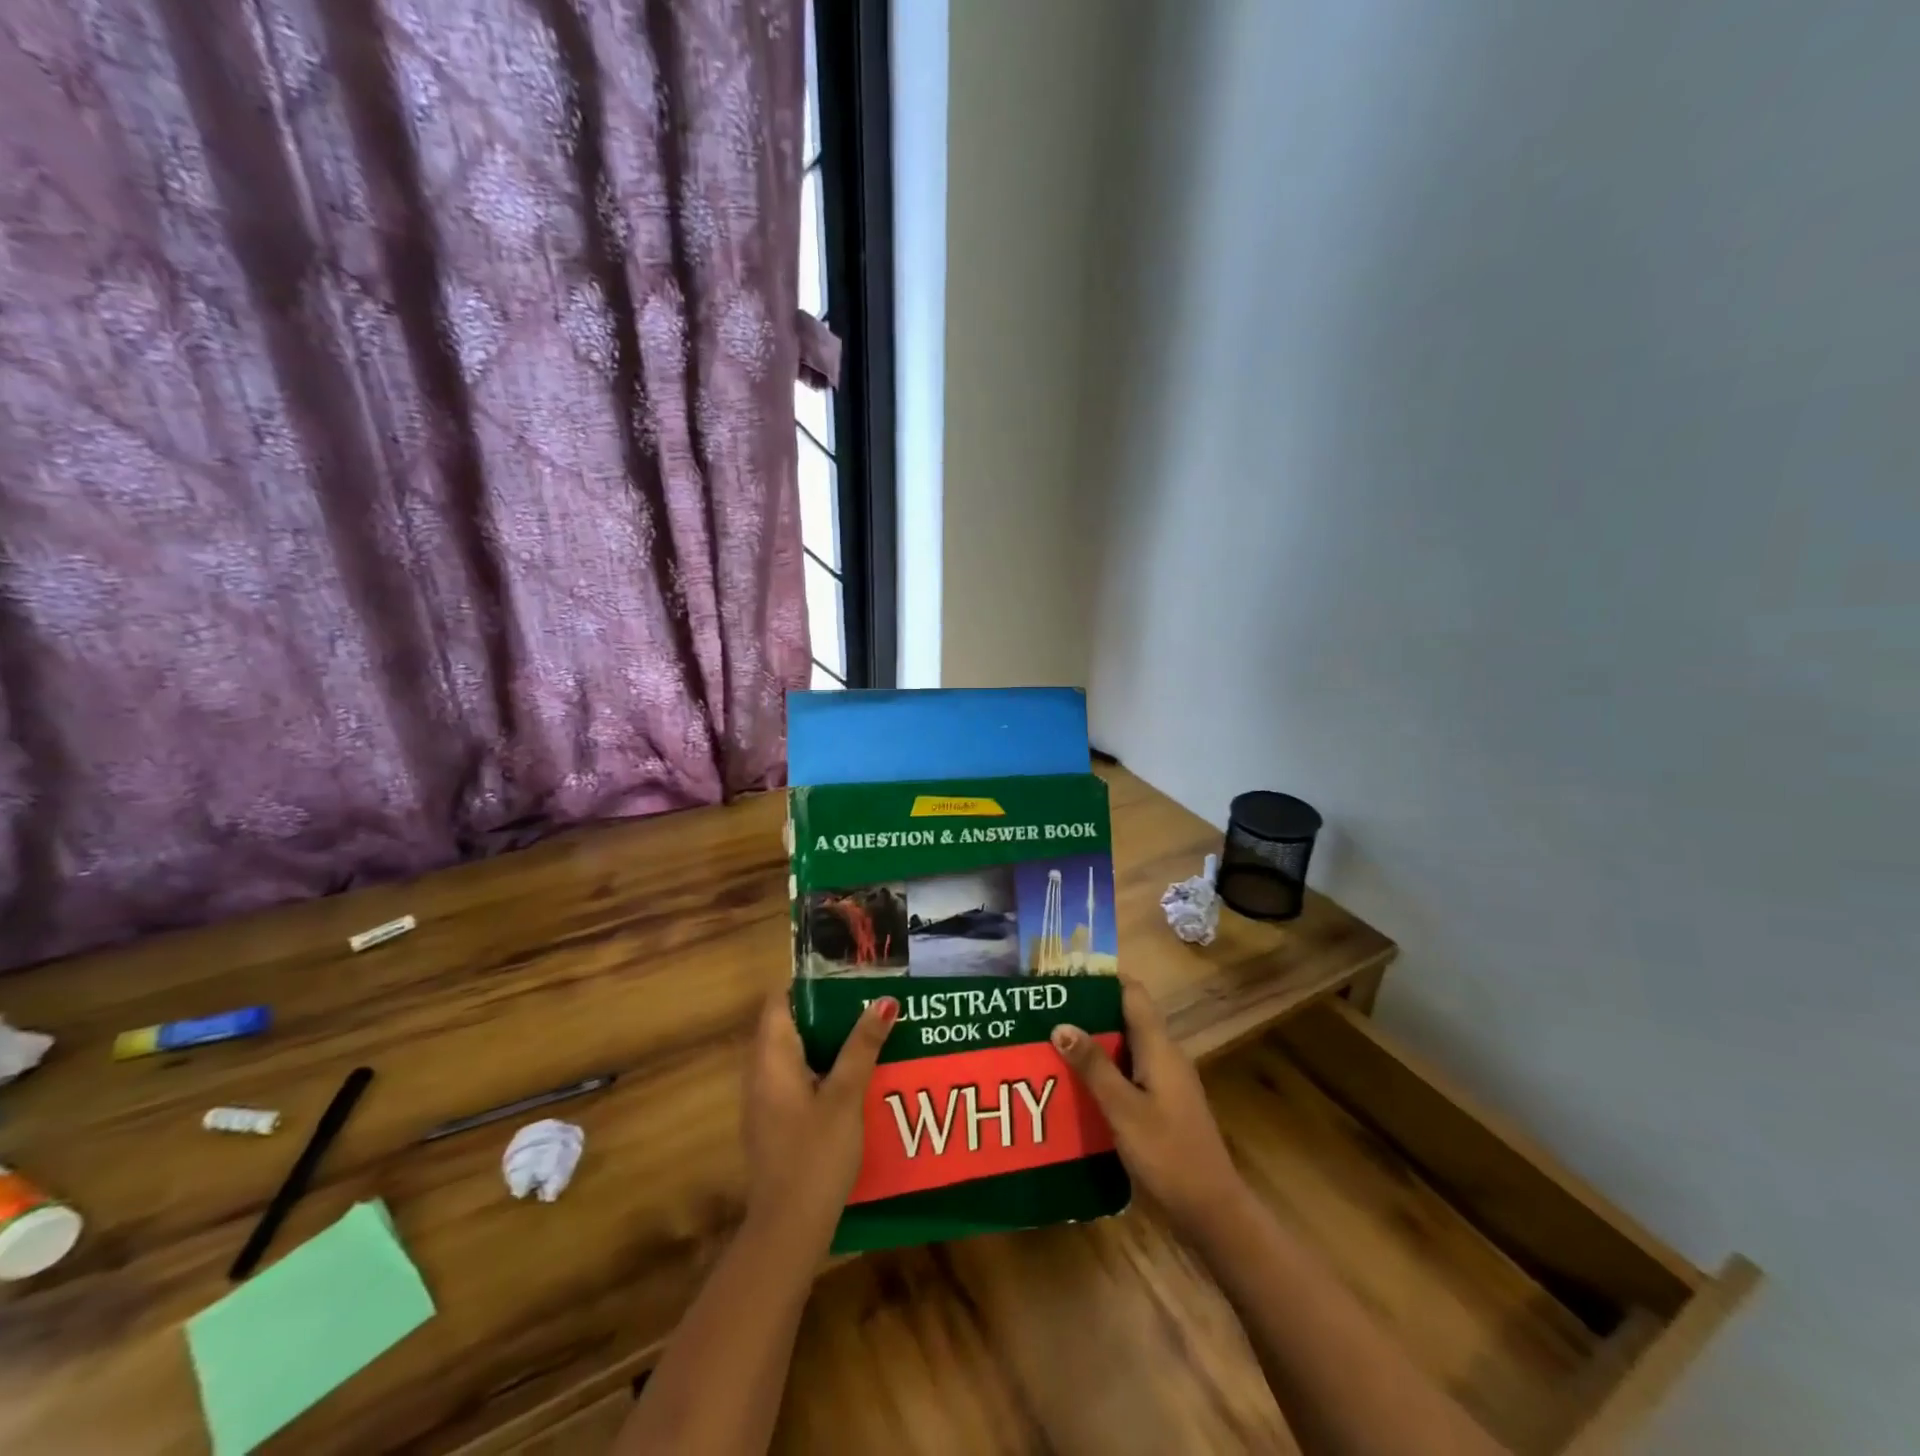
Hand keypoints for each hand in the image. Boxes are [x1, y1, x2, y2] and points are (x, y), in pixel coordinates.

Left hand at [743, 990, 896, 1231]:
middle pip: (789, 1025)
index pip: (778, 1001)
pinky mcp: (776, 1124)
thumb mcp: (844, 1097)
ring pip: (796, 1054)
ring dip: (829, 1041)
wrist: (787, 1231)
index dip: (808, 984)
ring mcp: (766, 1101)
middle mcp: (761, 1074)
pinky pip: (798, 1080)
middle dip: (828, 1011)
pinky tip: (857, 1077)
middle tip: (869, 1001)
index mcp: (771, 1059)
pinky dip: (823, 1069)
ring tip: (870, 1031)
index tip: (846, 976)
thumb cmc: (814, 1155)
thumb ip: (862, 1047)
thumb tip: (884, 1000)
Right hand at [1051, 975, 1248, 1240]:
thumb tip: (1060, 1023)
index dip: (1103, 979)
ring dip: (1094, 1042)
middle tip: (1048, 1011)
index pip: (1133, 993)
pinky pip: (1129, 1071)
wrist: (1211, 1210)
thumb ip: (1093, 1066)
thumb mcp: (1123, 1109)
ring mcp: (1166, 1080)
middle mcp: (1165, 1055)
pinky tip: (1077, 1082)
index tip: (1066, 977)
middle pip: (1127, 1017)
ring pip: (1126, 1046)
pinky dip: (1104, 1069)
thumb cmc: (1167, 1153)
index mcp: (1159, 1047)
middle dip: (1090, 1011)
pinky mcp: (1162, 1103)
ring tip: (1052, 1042)